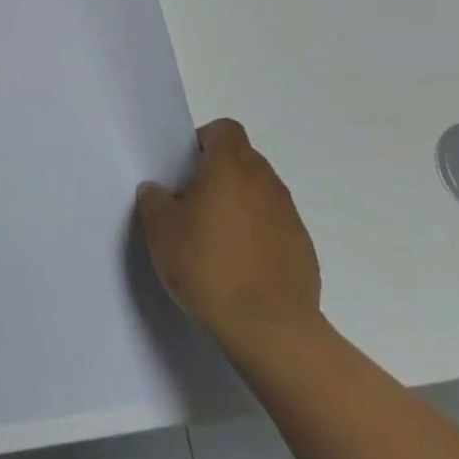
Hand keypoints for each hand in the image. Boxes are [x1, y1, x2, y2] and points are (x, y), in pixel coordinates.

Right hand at [136, 119, 320, 353]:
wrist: (270, 330)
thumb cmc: (208, 266)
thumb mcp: (160, 230)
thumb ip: (154, 199)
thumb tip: (159, 191)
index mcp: (231, 166)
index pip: (224, 129)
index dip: (203, 141)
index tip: (185, 169)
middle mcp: (266, 182)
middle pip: (242, 160)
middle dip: (217, 175)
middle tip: (191, 205)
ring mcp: (290, 216)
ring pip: (258, 194)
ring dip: (238, 205)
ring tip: (214, 240)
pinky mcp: (303, 249)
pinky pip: (274, 227)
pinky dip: (257, 236)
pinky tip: (239, 267)